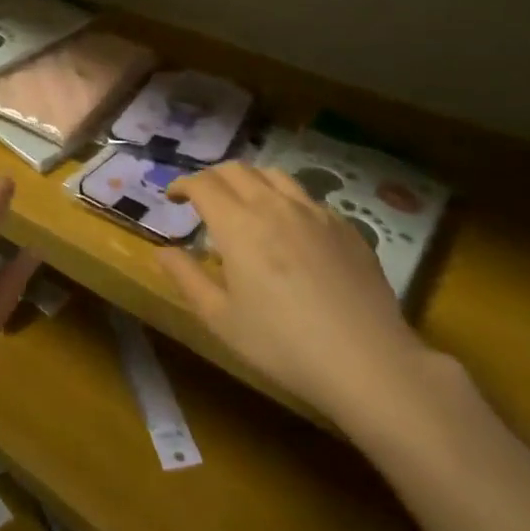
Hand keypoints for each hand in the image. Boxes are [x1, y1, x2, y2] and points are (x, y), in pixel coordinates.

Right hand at [162, 164, 430, 421]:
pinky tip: (289, 229)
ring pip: (274, 175)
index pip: (203, 184)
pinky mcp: (345, 226)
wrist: (367, 361)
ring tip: (245, 204)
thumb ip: (186, 278)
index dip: (183, 184)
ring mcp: (315, 212)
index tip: (173, 197)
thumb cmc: (283, 345)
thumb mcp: (222, 320)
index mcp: (239, 225)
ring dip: (250, 180)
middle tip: (203, 198)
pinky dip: (285, 200)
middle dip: (212, 177)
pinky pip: (306, 197)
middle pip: (237, 169)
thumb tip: (162, 251)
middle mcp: (275, 206)